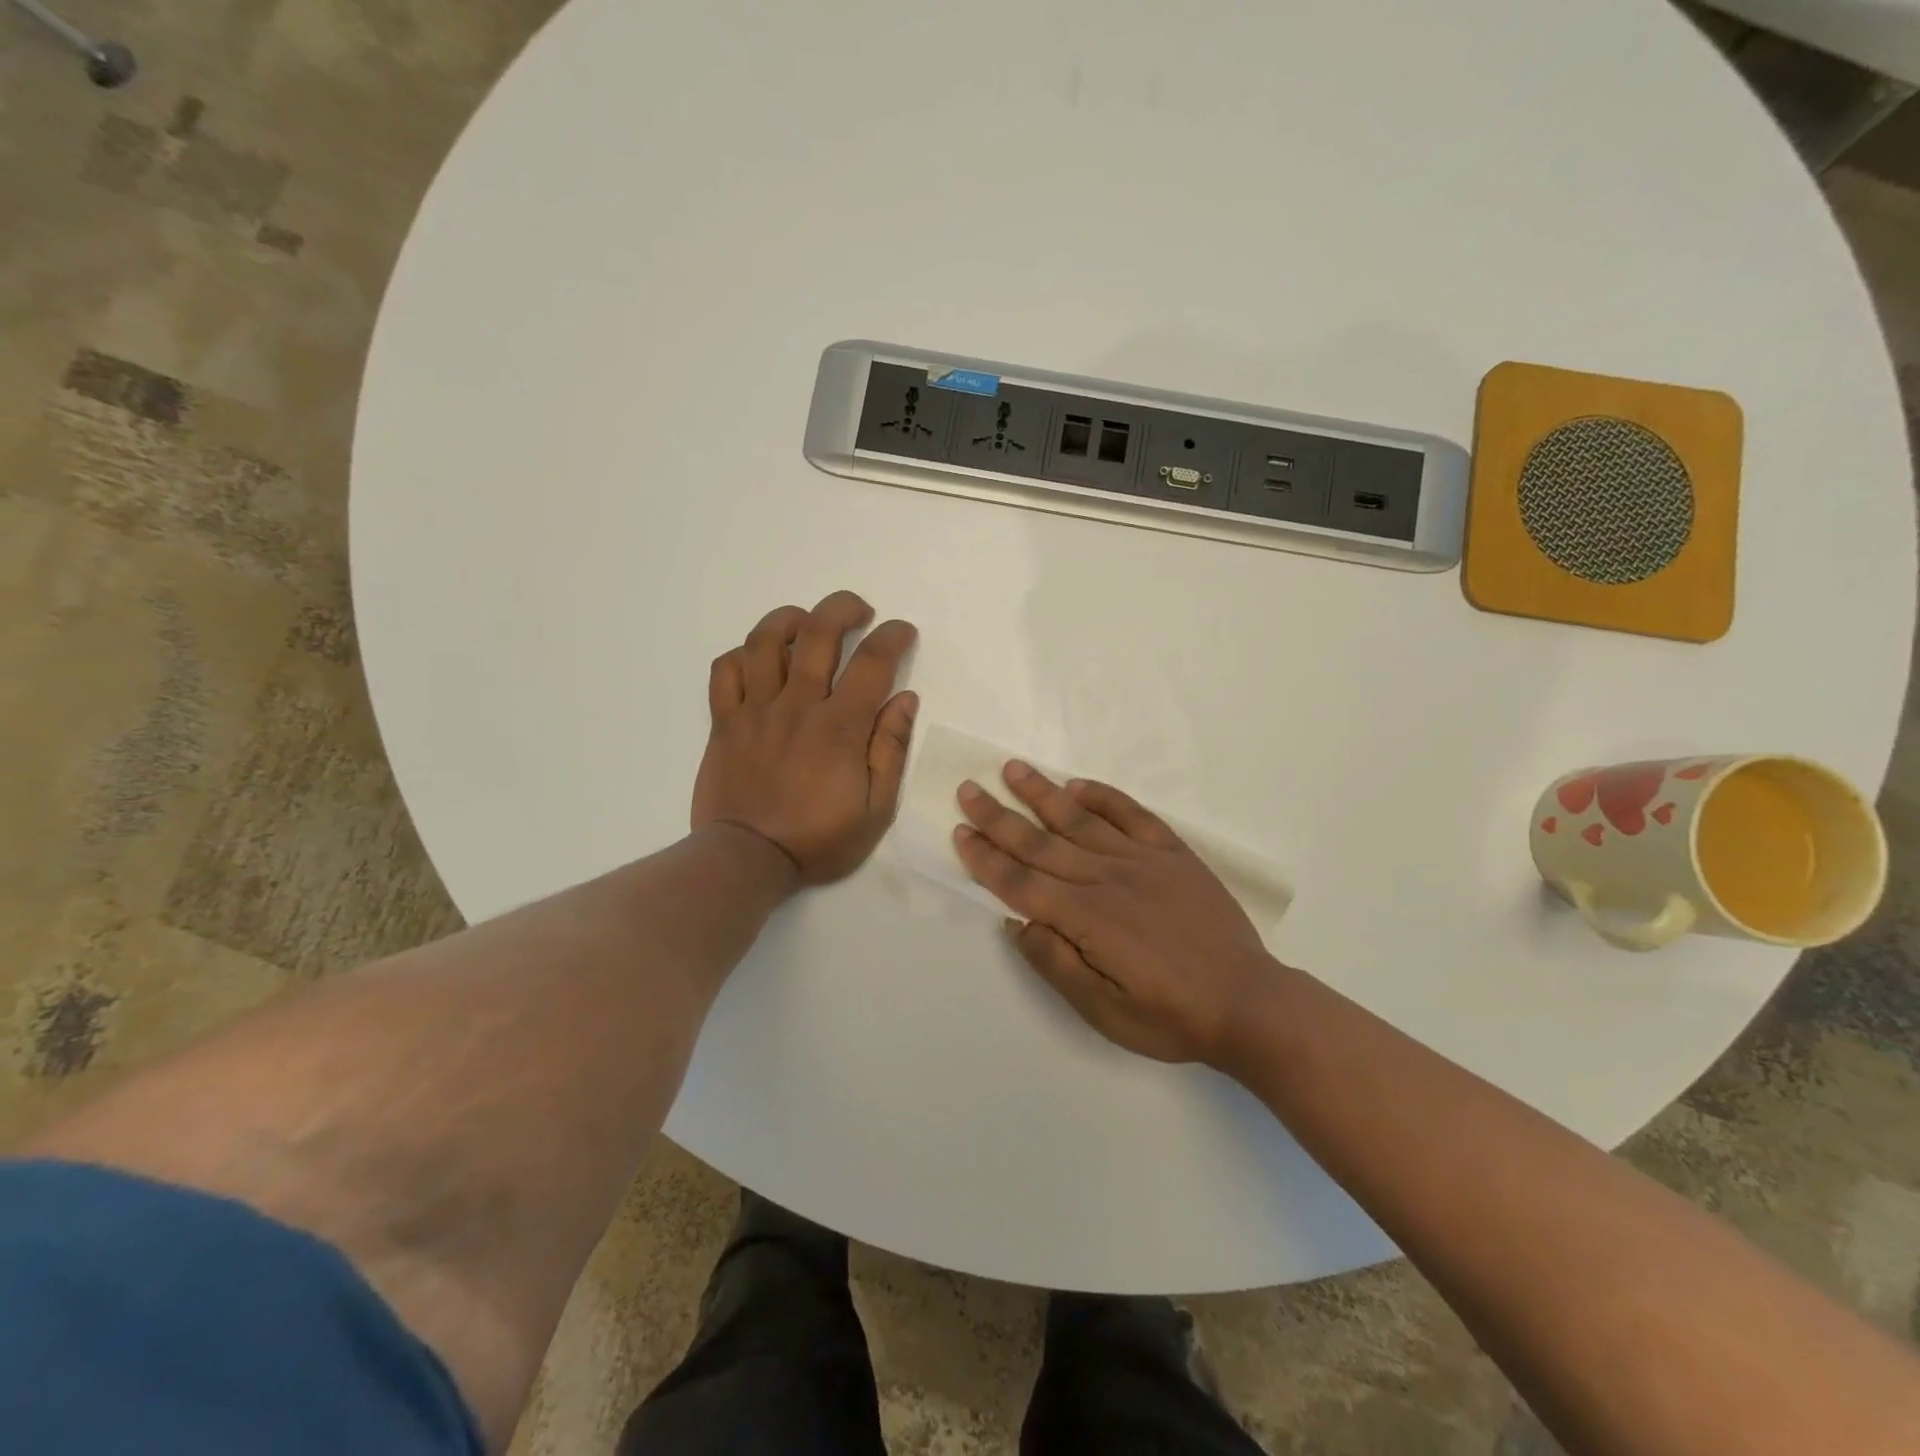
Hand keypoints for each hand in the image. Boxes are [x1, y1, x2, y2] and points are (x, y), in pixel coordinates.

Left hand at [693, 590, 917, 885]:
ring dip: (790, 619)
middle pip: (817, 632)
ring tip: (806, 622)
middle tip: (860, 612)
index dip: (893, 636)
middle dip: (843, 608)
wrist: (747, 861)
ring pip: (765, 641)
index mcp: (840, 727)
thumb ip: (891, 750)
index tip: (903, 632)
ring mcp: (755, 710)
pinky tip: (759, 659)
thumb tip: (905, 699)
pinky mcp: (724, 722)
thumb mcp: (876, 809)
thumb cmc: (818, 839)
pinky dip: (742, 654)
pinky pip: (725, 671)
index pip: (872, 661)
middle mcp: (797, 706)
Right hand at [953, 762, 1279, 1065]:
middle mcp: (1106, 879)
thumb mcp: (1104, 1012)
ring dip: (1042, 793)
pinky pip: (1132, 815)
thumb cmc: (1171, 1016)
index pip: (1020, 882)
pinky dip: (1103, 797)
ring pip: (1080, 819)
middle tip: (968, 788)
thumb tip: (1017, 923)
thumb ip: (1056, 964)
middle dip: (999, 816)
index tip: (960, 831)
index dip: (986, 858)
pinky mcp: (1173, 853)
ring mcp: (1142, 860)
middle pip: (1040, 842)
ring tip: (1013, 769)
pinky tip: (1078, 785)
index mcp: (1085, 919)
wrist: (1248, 1002)